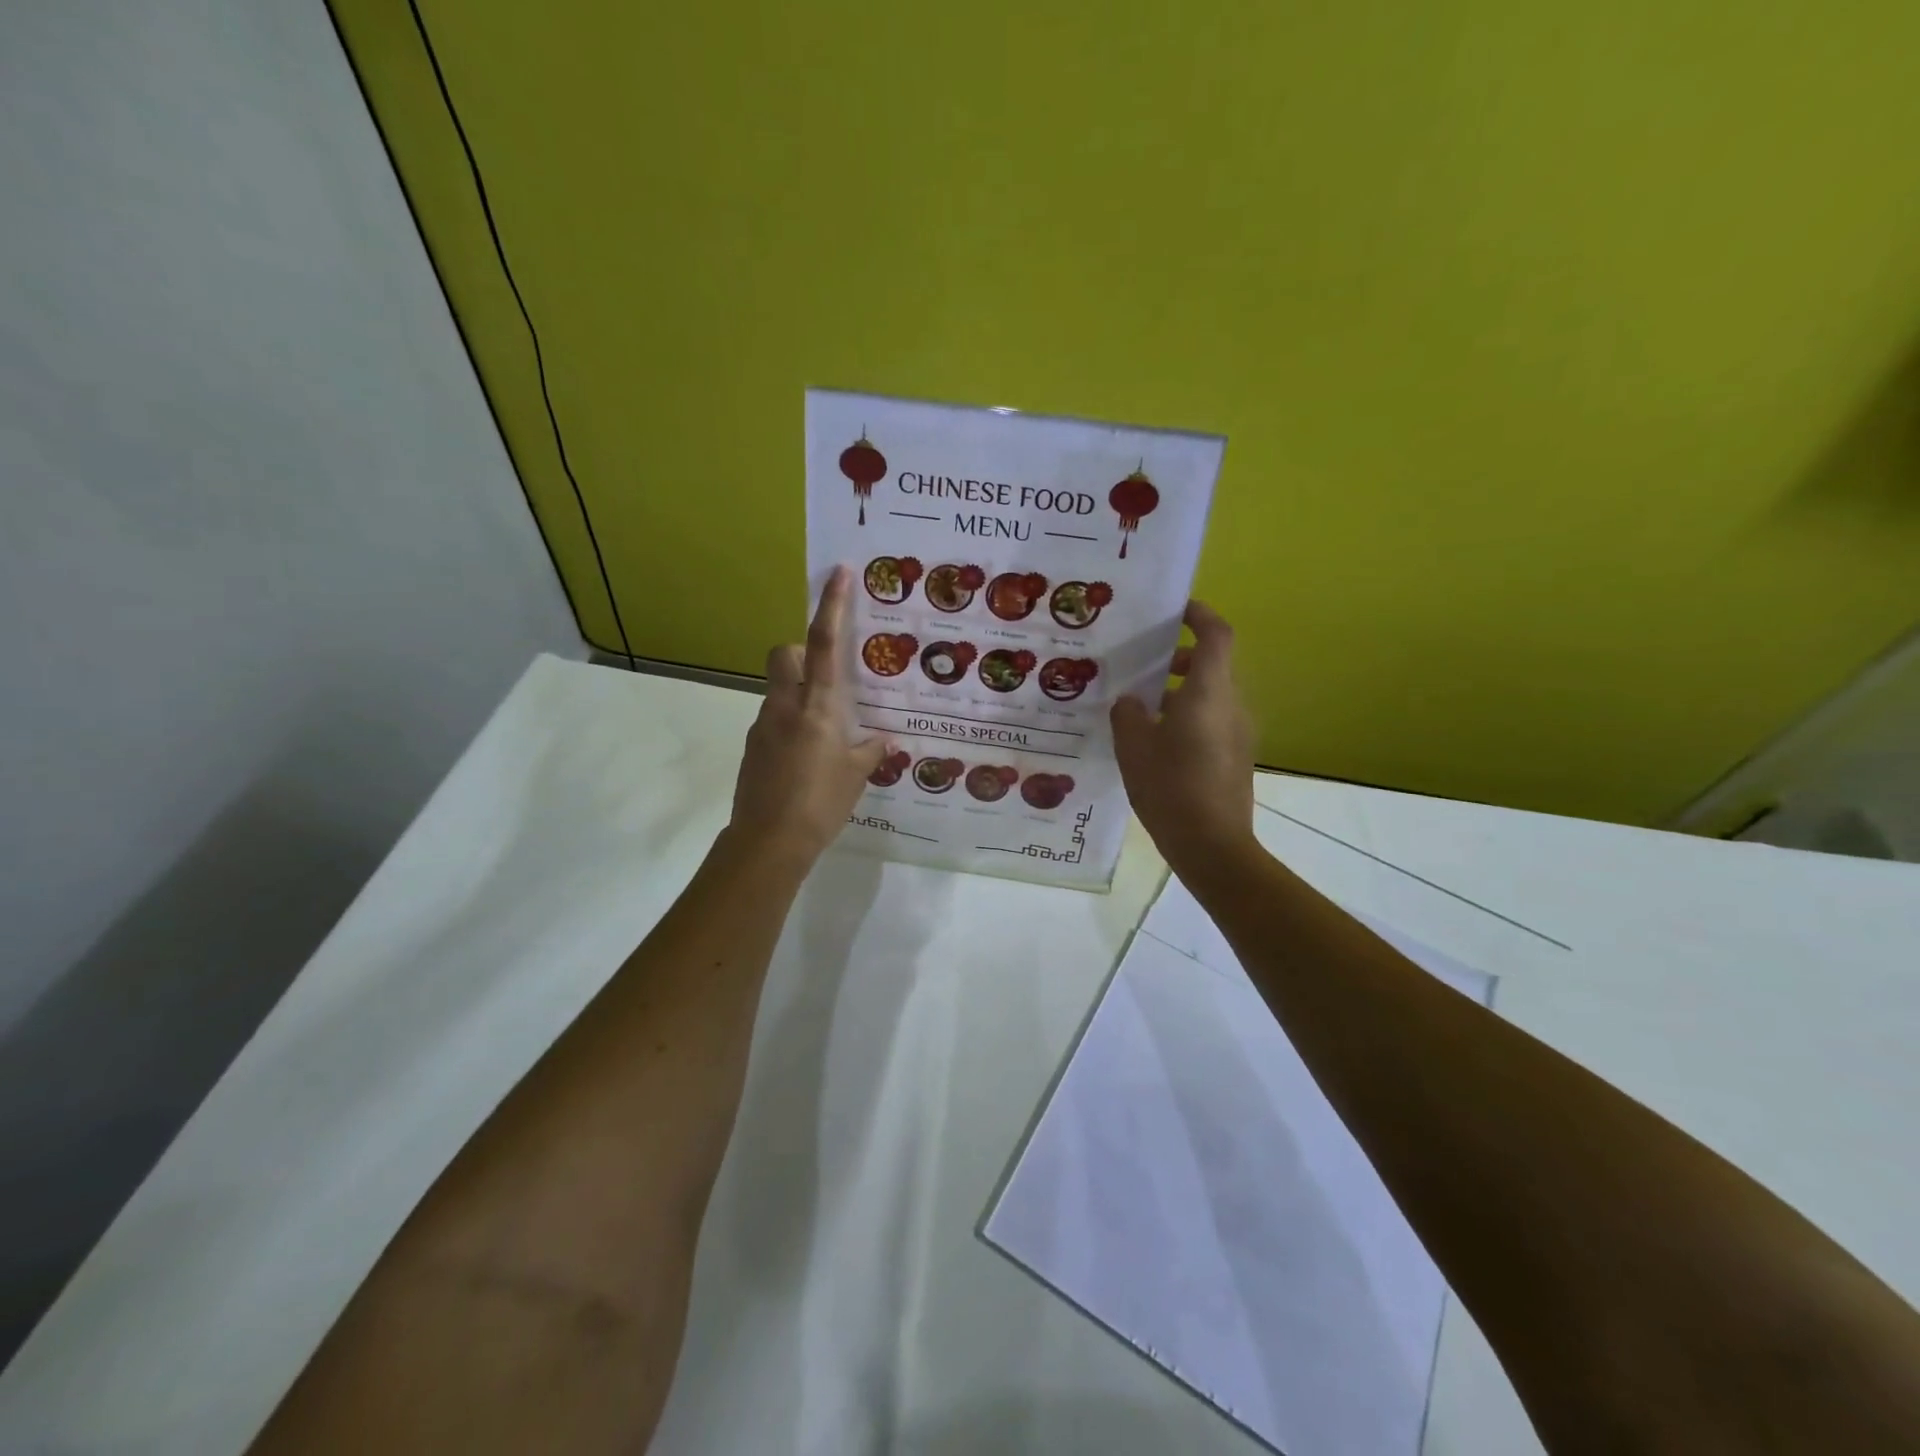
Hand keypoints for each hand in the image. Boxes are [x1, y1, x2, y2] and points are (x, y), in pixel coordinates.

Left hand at [729, 566, 886, 872]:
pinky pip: (773, 719)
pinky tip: (806, 758)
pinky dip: (789, 724)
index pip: (825, 643)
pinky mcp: (753, 747)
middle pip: (784, 654)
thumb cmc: (820, 803)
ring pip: (778, 688)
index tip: (838, 573)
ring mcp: (764, 725)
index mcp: (818, 706)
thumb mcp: (855, 776)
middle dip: (801, 652)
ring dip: (798, 694)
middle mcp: (785, 706)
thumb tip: (883, 739)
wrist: (769, 841)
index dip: (831, 605)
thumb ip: (869, 750)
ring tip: (824, 731)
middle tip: (826, 677)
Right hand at [1112, 601, 1257, 874]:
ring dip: (1183, 689)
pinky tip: (1157, 740)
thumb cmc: (1171, 787)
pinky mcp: (1236, 756)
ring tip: (1143, 706)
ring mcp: (1239, 733)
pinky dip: (1189, 714)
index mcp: (1209, 692)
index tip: (1176, 610)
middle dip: (1182, 657)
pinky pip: (1214, 719)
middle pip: (1214, 664)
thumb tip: (1131, 702)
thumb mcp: (1134, 747)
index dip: (1200, 615)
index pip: (1217, 635)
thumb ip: (1129, 714)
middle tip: (1145, 664)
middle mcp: (1232, 705)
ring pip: (1213, 694)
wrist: (1213, 845)